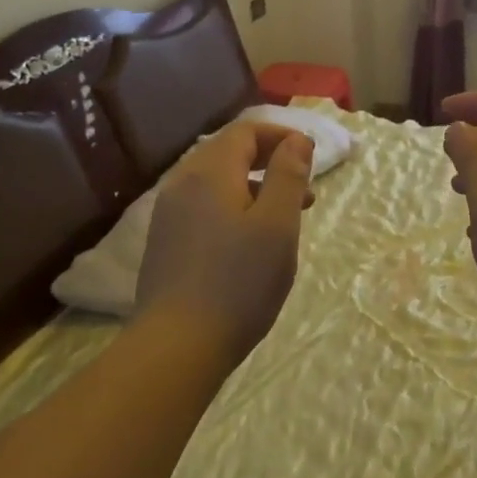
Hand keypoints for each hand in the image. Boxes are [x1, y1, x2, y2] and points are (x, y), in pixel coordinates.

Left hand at [133, 123, 313, 363]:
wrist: (177, 346)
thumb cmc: (239, 281)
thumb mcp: (278, 224)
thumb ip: (288, 176)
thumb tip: (297, 140)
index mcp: (209, 172)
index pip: (245, 131)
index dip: (280, 135)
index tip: (310, 156)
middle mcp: (182, 184)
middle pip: (228, 153)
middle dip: (270, 162)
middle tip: (305, 191)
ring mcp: (169, 215)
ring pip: (217, 183)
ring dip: (254, 188)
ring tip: (285, 219)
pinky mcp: (166, 242)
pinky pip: (204, 207)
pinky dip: (234, 209)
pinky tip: (250, 243)